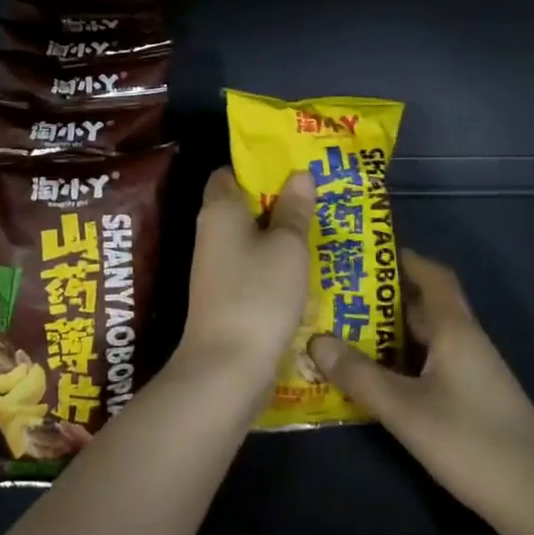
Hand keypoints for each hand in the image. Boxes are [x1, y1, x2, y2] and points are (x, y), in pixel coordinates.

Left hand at [174, 167, 314, 392]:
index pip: (228, 173)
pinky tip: (306, 268)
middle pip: (242, 206)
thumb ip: (294, 210)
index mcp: (219, 211)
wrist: (227, 367)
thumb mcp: (287, 247)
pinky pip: (253, 267)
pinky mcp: (226, 296)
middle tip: (319, 196)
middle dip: (278, 201)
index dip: (257, 167)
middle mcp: (211, 234)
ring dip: (280, 235)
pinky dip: (275, 264)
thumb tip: (299, 174)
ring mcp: (217, 268)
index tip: (292, 168)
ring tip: (322, 227)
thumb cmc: (259, 294)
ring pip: (251, 239)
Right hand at [308, 252, 533, 534]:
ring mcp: (470, 374)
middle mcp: (464, 343)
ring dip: (387, 335)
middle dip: (382, 299)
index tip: (364, 254)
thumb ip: (360, 375)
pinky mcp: (470, 402)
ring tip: (340, 334)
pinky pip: (428, 368)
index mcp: (455, 331)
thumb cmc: (472, 443)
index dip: (404, 260)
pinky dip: (399, 365)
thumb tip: (316, 339)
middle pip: (424, 307)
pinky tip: (371, 380)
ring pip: (424, 341)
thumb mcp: (406, 409)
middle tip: (334, 298)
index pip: (434, 276)